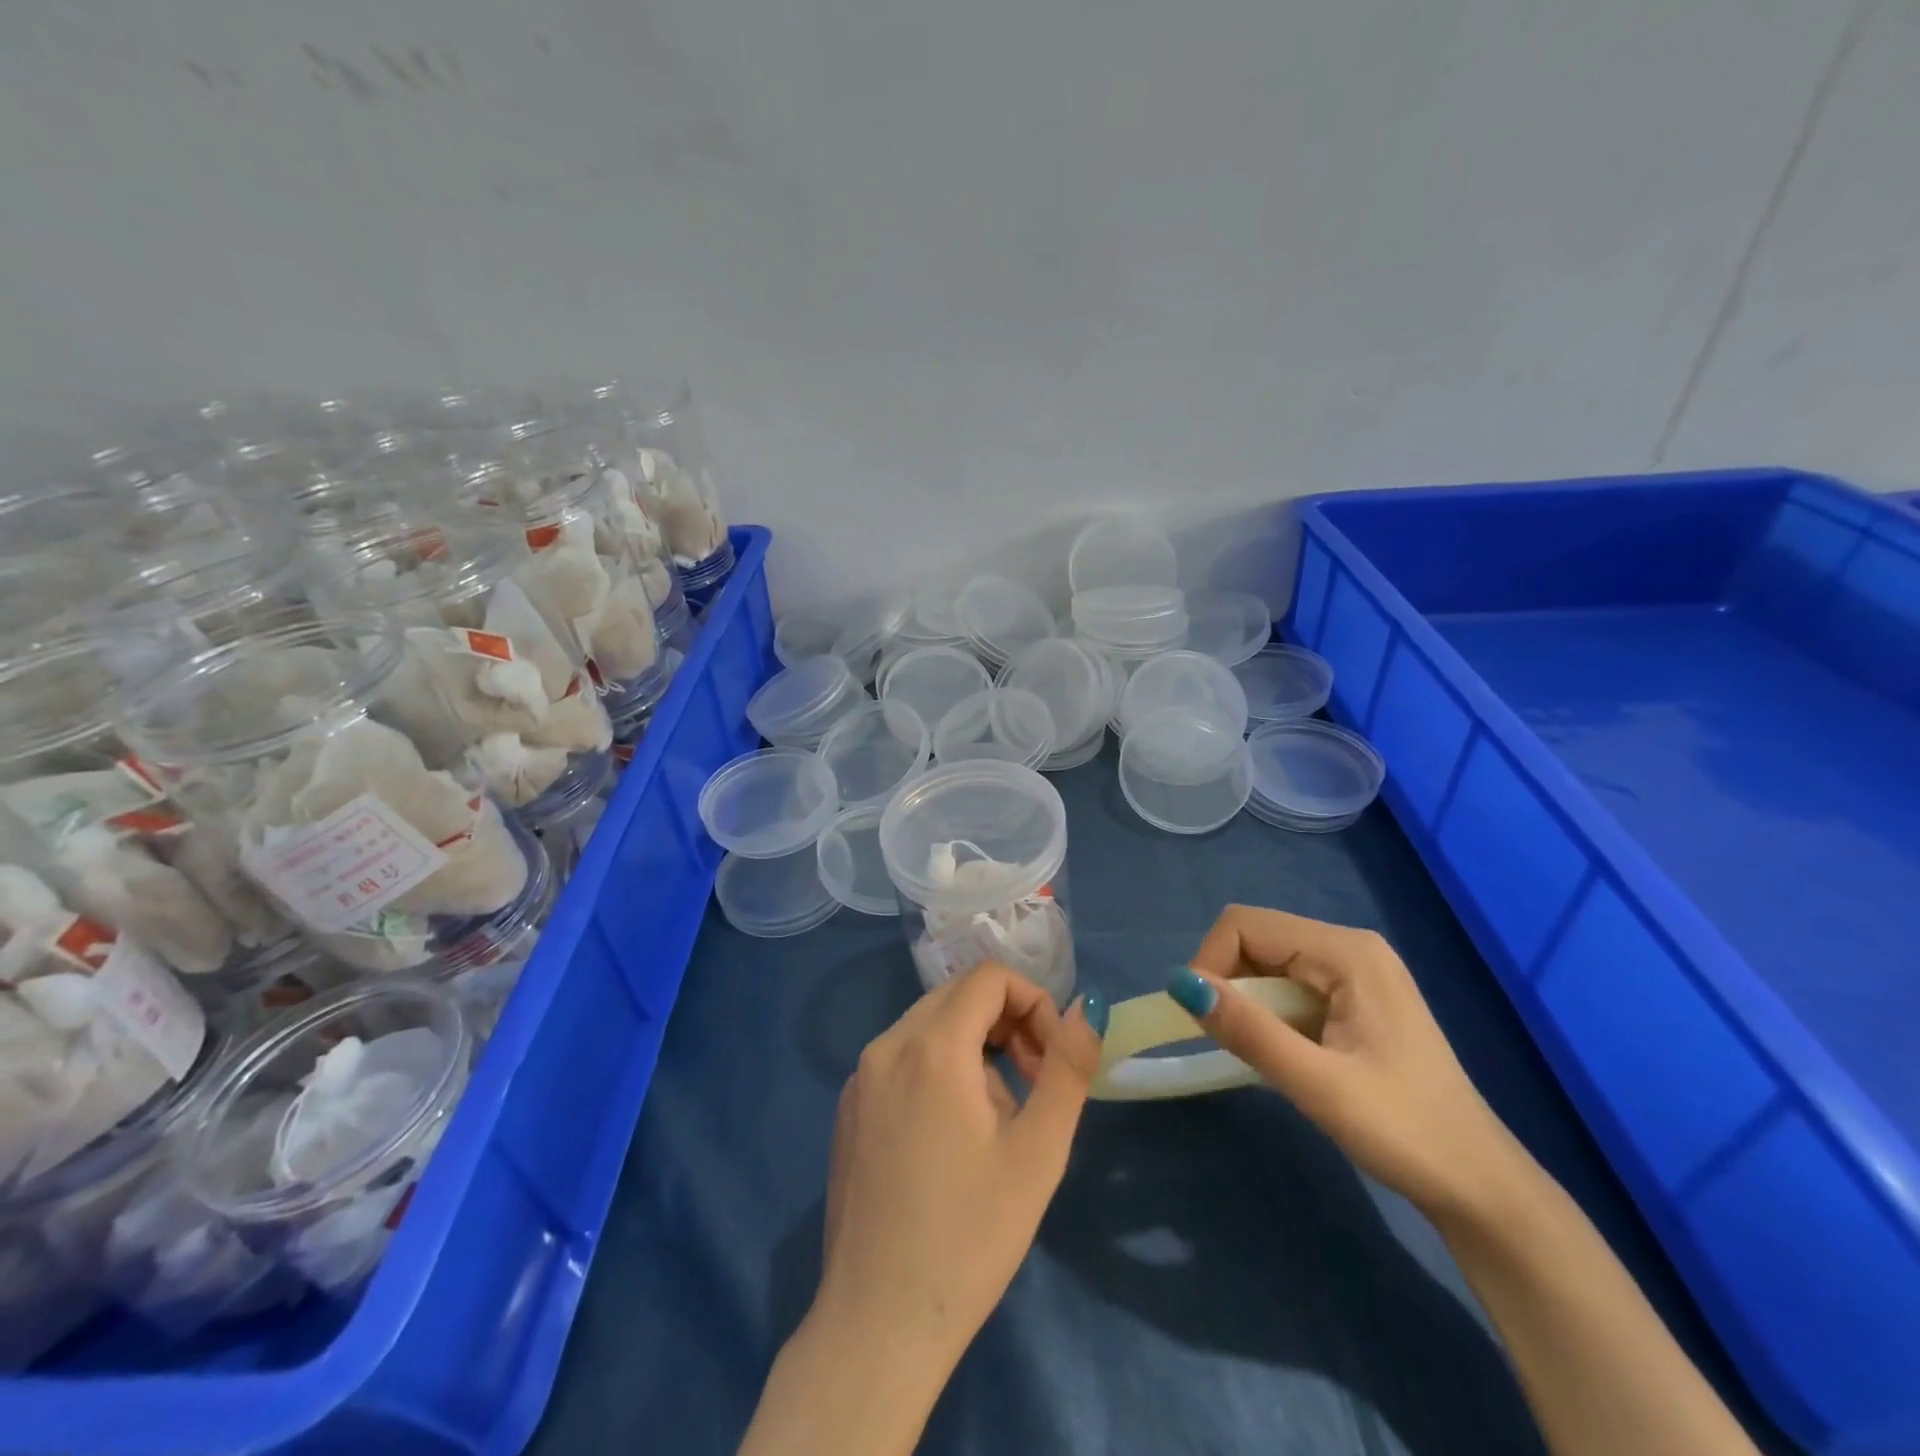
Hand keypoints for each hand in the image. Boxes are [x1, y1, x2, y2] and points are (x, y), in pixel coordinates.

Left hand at [815, 962, 1103, 1376]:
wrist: (876, 1324)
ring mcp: (859, 1076)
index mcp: (930, 1046)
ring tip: (994, 1123)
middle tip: (1033, 1084)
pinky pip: (903, 1058)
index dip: (1033, 1001)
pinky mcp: (848, 1108)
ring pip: (930, 1026)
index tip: (1050, 1059)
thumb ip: (1067, 1067)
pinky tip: (950, 1139)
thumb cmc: (968, 1237)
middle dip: (1006, 1023)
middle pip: (957, 995)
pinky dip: (938, 1069)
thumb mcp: (1037, 1152)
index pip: (989, 977)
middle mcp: (886, 1045)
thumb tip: (1086, 1008)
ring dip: (974, 1049)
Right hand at [1174, 904, 1522, 1218]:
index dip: (1211, 962)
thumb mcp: (1319, 1085)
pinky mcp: (1355, 998)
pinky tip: (1283, 1053)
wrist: (1480, 1188)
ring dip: (1247, 1000)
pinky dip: (1268, 1012)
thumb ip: (1250, 1030)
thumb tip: (1181, 984)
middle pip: (1257, 938)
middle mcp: (1350, 947)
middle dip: (1228, 982)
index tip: (1203, 1020)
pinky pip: (1289, 985)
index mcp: (1347, 952)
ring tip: (1260, 1052)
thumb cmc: (1405, 1133)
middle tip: (1231, 1042)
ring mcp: (1355, 972)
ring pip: (1269, 962)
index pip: (1246, 925)